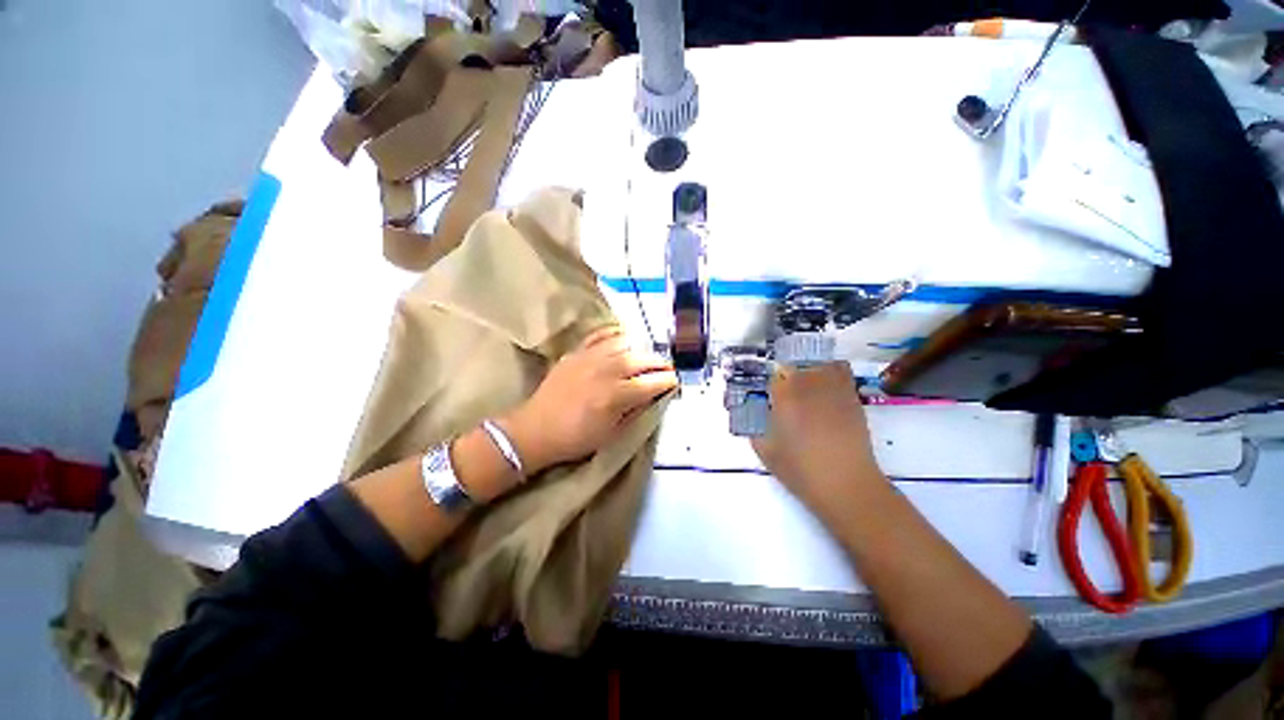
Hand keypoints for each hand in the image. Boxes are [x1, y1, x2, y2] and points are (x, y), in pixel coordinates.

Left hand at [500, 326, 676, 471]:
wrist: (535, 430)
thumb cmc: (575, 439)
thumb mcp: (611, 433)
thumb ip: (635, 411)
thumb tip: (653, 396)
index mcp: (616, 395)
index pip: (652, 382)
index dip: (668, 381)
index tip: (675, 382)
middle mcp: (606, 371)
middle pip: (642, 359)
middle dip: (660, 363)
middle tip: (666, 369)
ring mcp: (590, 358)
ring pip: (624, 343)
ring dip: (640, 350)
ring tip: (644, 358)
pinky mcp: (576, 353)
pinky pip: (600, 337)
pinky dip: (614, 336)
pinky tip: (621, 341)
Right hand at [751, 363, 884, 511]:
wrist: (846, 484)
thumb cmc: (801, 470)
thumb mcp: (766, 452)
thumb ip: (756, 430)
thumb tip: (756, 418)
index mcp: (785, 397)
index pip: (773, 376)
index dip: (770, 386)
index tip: (770, 398)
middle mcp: (808, 386)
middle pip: (794, 367)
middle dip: (786, 378)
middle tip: (785, 395)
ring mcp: (833, 390)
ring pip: (818, 365)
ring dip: (808, 372)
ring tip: (806, 386)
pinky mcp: (852, 398)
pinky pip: (841, 372)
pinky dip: (832, 372)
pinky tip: (826, 387)